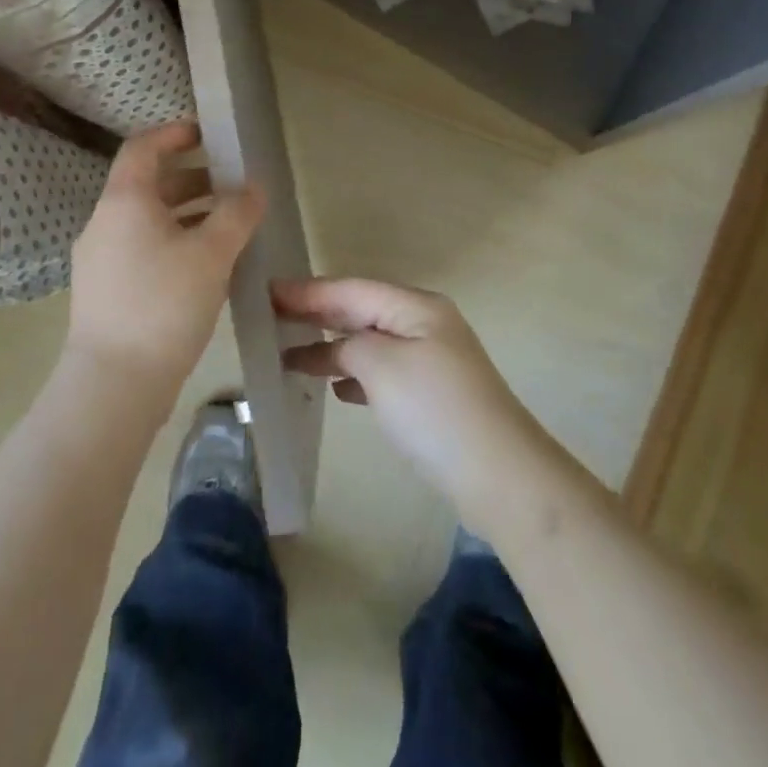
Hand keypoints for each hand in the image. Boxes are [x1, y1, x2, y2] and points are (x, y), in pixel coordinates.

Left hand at [66, 122, 262, 407]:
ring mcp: (100, 259)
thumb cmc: (164, 304)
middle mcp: (105, 222)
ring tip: (227, 225)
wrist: (114, 384)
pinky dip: (173, 241)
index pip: (143, 147)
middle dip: (192, 178)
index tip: (207, 134)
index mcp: (124, 201)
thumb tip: (254, 186)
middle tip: (230, 184)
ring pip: (146, 220)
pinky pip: (142, 248)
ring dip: (186, 213)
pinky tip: (204, 265)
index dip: (174, 134)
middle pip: (147, 184)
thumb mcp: (212, 253)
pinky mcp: (106, 290)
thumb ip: (237, 213)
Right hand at [275, 278, 538, 510]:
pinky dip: (355, 375)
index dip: (308, 291)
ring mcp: (431, 360)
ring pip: (370, 343)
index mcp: (416, 307)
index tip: (267, 292)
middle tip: (271, 317)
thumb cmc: (434, 410)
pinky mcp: (432, 395)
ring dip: (333, 347)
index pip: (351, 290)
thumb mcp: (382, 366)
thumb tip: (337, 350)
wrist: (500, 476)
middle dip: (318, 314)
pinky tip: (336, 388)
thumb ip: (349, 345)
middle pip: (361, 311)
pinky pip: (382, 372)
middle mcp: (425, 324)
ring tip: (292, 354)